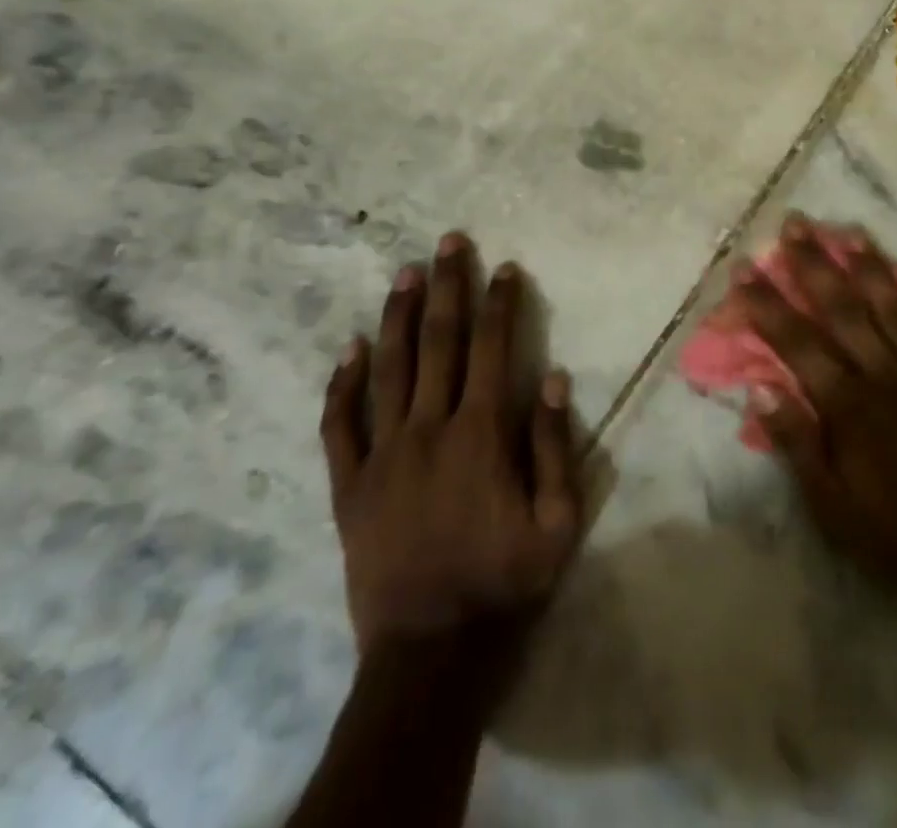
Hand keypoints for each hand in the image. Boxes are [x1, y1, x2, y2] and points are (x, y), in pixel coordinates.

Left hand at [319, 233, 580, 654]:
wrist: (429, 654)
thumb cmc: (503, 584)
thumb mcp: (557, 523)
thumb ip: (554, 447)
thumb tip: (552, 378)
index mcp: (480, 435)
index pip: (493, 349)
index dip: (500, 303)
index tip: (505, 268)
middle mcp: (429, 429)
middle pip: (439, 343)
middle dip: (447, 287)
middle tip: (449, 242)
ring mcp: (382, 455)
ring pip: (388, 369)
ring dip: (398, 316)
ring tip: (405, 273)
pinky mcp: (349, 486)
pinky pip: (339, 426)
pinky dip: (343, 384)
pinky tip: (350, 347)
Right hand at [736, 214, 896, 605]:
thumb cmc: (888, 532)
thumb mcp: (826, 503)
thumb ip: (794, 441)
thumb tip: (758, 385)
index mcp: (846, 404)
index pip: (796, 341)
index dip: (766, 303)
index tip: (744, 269)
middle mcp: (884, 375)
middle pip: (842, 308)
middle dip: (814, 264)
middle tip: (795, 225)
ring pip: (892, 308)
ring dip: (870, 268)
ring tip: (851, 232)